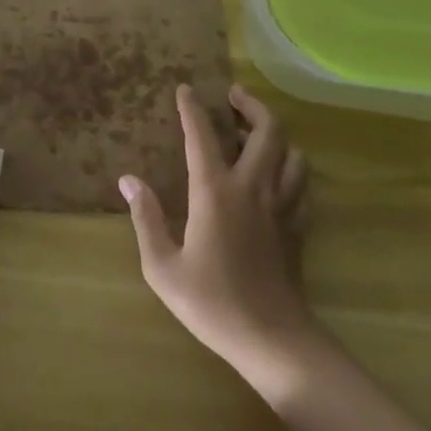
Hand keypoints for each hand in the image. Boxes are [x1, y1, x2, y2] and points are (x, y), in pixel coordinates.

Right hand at [121, 84, 318, 379]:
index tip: (185, 89)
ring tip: (255, 132)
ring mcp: (281, 206)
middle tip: (234, 96)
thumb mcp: (163, 267)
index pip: (202, 136)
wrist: (273, 341)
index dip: (192, 109)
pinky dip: (290, 167)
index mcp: (215, 192)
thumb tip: (129, 180)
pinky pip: (301, 183)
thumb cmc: (212, 303)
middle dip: (251, 105)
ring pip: (291, 153)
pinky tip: (277, 175)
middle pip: (267, 131)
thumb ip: (146, 219)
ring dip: (275, 134)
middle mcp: (252, 188)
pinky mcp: (298, 226)